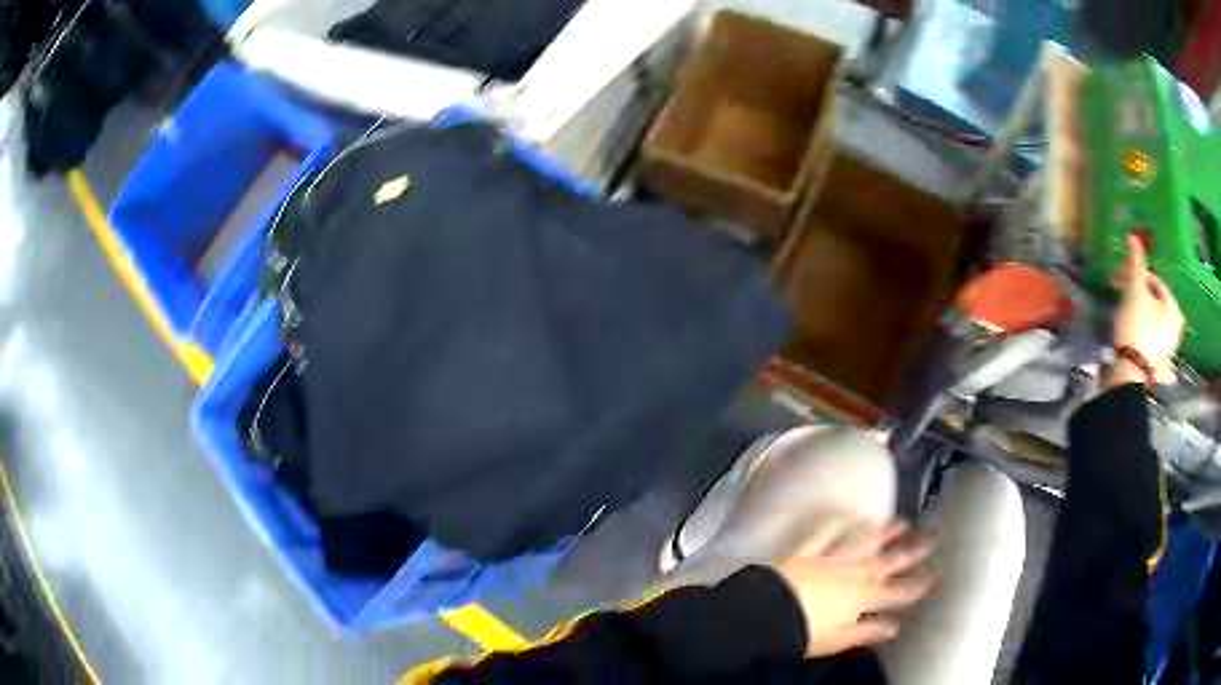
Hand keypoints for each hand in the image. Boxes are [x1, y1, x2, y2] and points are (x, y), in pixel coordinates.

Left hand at [774, 520, 935, 657]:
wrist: (769, 615)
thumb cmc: (804, 633)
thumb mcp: (840, 640)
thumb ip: (869, 631)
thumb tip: (895, 626)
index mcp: (862, 598)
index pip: (898, 592)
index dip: (920, 585)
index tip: (940, 576)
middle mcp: (852, 575)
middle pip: (888, 561)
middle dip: (913, 549)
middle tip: (934, 534)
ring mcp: (830, 560)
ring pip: (863, 543)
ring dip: (883, 533)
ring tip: (902, 522)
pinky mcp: (807, 552)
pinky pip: (825, 535)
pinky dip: (837, 524)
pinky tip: (848, 515)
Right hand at [1111, 235, 1184, 385]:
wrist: (1129, 372)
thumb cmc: (1136, 326)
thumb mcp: (1134, 289)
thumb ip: (1135, 262)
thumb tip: (1132, 236)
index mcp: (1174, 309)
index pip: (1155, 281)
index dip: (1137, 275)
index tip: (1121, 277)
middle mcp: (1175, 329)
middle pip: (1154, 302)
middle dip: (1137, 295)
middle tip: (1120, 291)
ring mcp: (1167, 350)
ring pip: (1152, 321)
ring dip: (1139, 313)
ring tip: (1124, 312)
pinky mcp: (1157, 364)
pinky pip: (1150, 340)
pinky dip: (1141, 333)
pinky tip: (1132, 333)